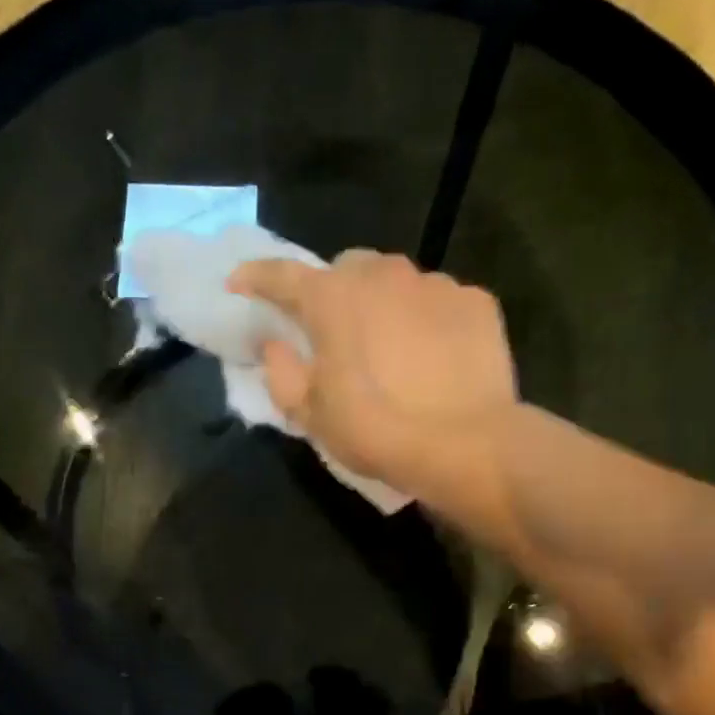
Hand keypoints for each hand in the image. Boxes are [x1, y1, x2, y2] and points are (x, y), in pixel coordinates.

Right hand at [228, 251, 517, 495]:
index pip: (281, 275)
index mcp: (332, 298)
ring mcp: (434, 283)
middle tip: (335, 332)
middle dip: (334, 292)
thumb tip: (274, 344)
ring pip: (397, 282)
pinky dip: (428, 320)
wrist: (463, 445)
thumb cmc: (375, 429)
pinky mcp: (475, 301)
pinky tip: (434, 355)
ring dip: (384, 304)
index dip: (255, 277)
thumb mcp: (311, 413)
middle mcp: (383, 275)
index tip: (239, 282)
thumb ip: (282, 372)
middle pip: (347, 270)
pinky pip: (439, 301)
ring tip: (391, 346)